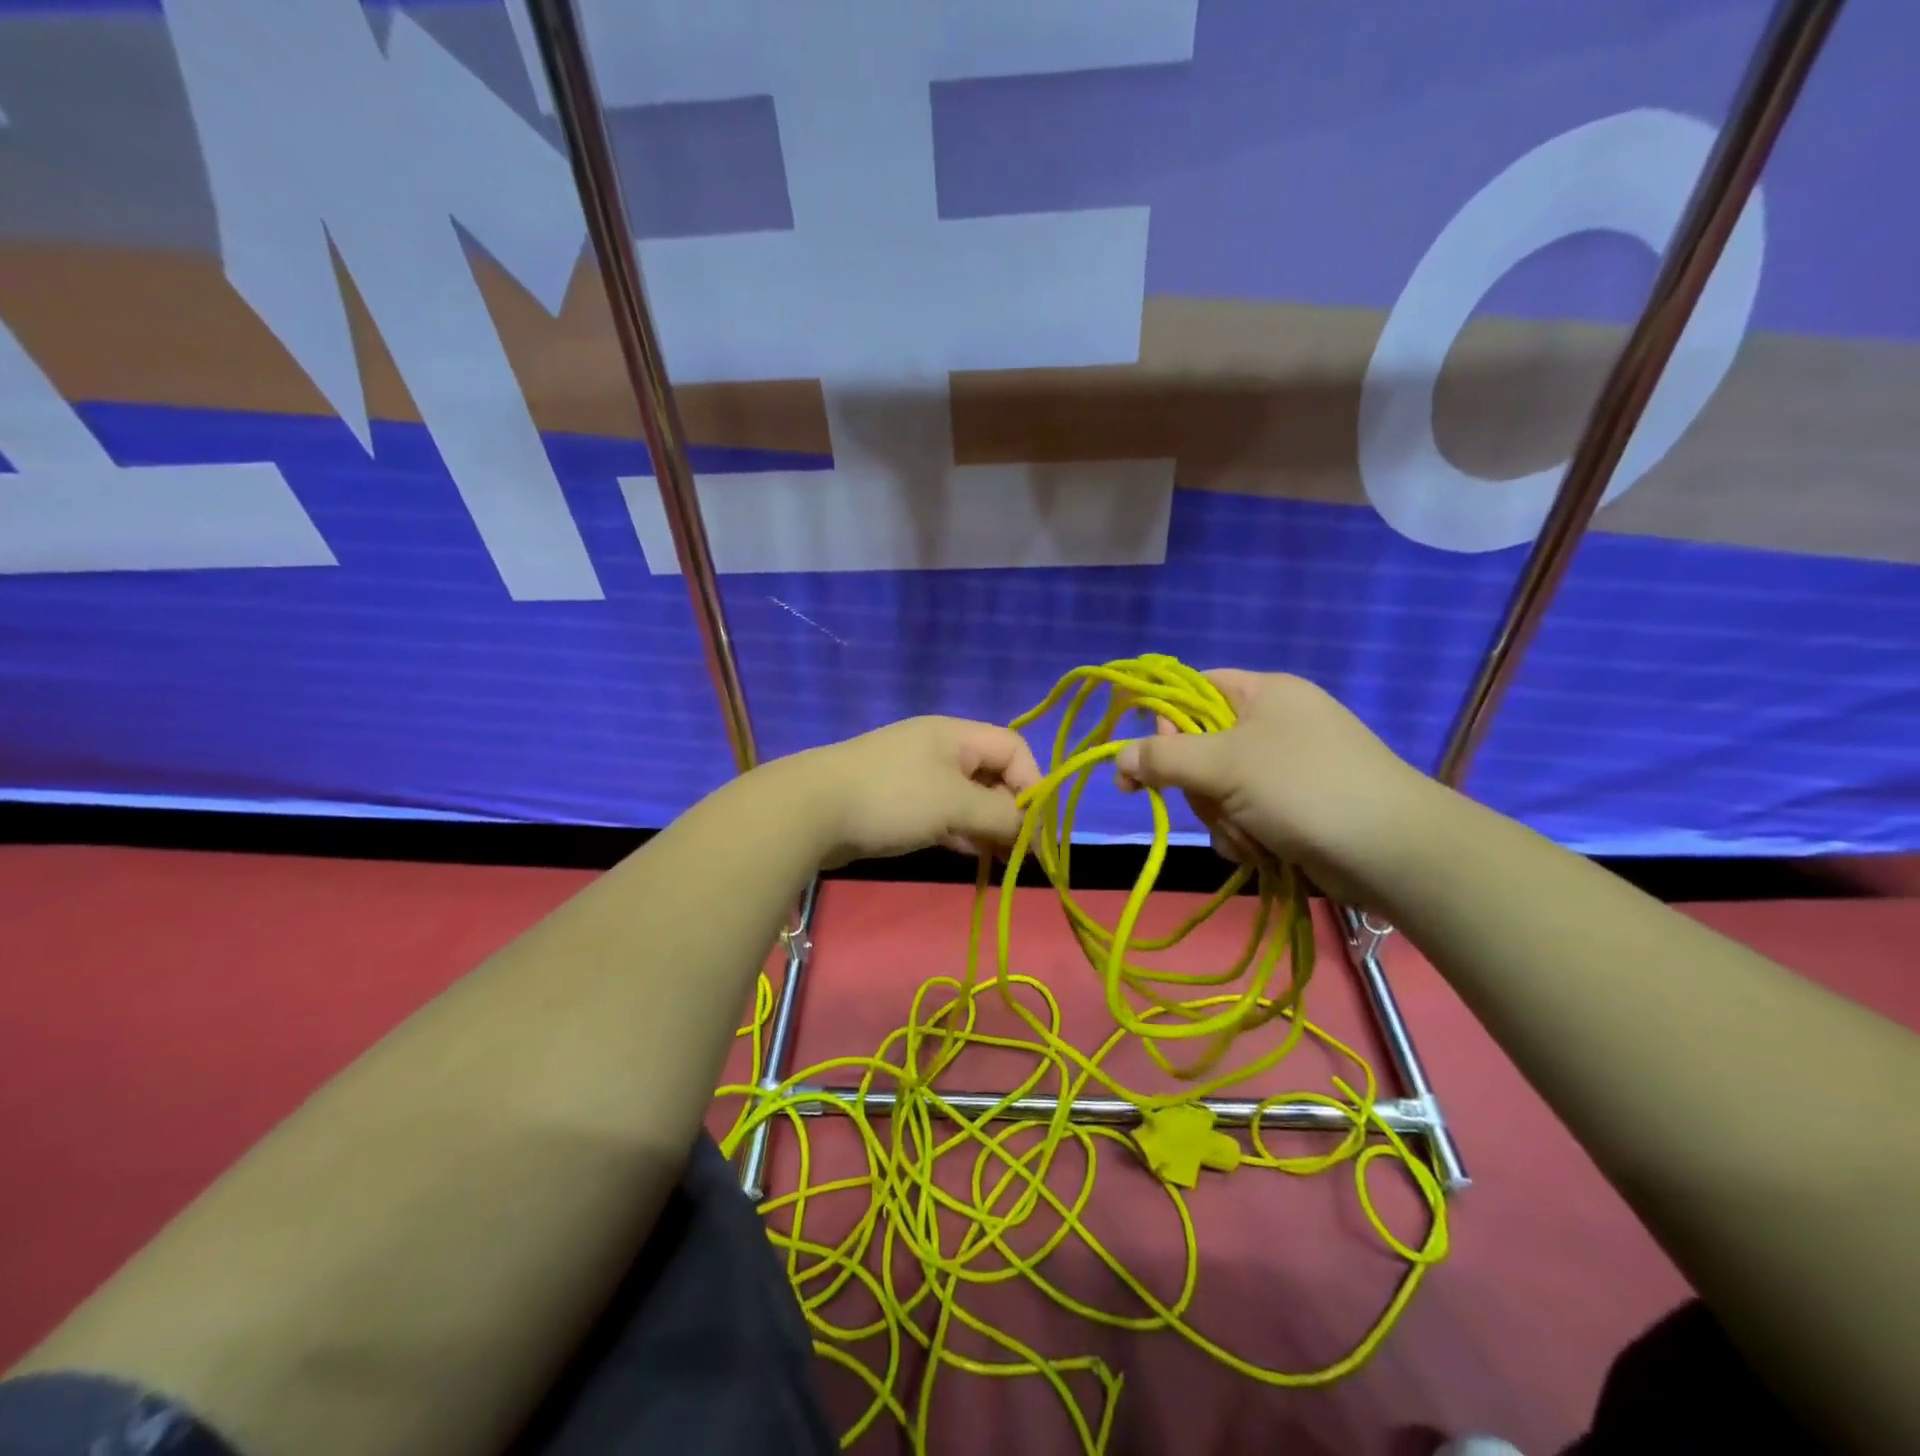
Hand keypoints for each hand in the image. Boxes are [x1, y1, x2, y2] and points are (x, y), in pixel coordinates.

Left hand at [794, 716, 1042, 867]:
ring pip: (967, 797)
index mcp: (955, 735)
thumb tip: (1030, 828)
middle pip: (992, 773)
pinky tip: (968, 854)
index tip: (1035, 826)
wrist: (810, 811)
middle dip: (1010, 809)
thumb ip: (1001, 815)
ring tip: (997, 857)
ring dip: (986, 825)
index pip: (1013, 748)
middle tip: (1019, 849)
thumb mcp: (955, 805)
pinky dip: (959, 831)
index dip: (1032, 784)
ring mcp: (915, 775)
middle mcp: (938, 748)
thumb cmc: (892, 799)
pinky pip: (941, 813)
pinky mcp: (897, 801)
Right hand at [1114, 671, 1432, 900]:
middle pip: (1201, 749)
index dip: (1165, 722)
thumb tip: (1117, 758)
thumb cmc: (1304, 787)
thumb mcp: (1223, 763)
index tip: (1150, 758)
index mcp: (1263, 693)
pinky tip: (1262, 851)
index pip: (1194, 690)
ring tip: (1249, 835)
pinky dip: (1245, 836)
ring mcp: (1287, 770)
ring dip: (1222, 819)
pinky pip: (1244, 817)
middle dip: (1201, 787)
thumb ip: (1162, 757)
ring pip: (1219, 791)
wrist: (1393, 851)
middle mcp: (1274, 724)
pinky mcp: (1295, 809)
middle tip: (1215, 802)